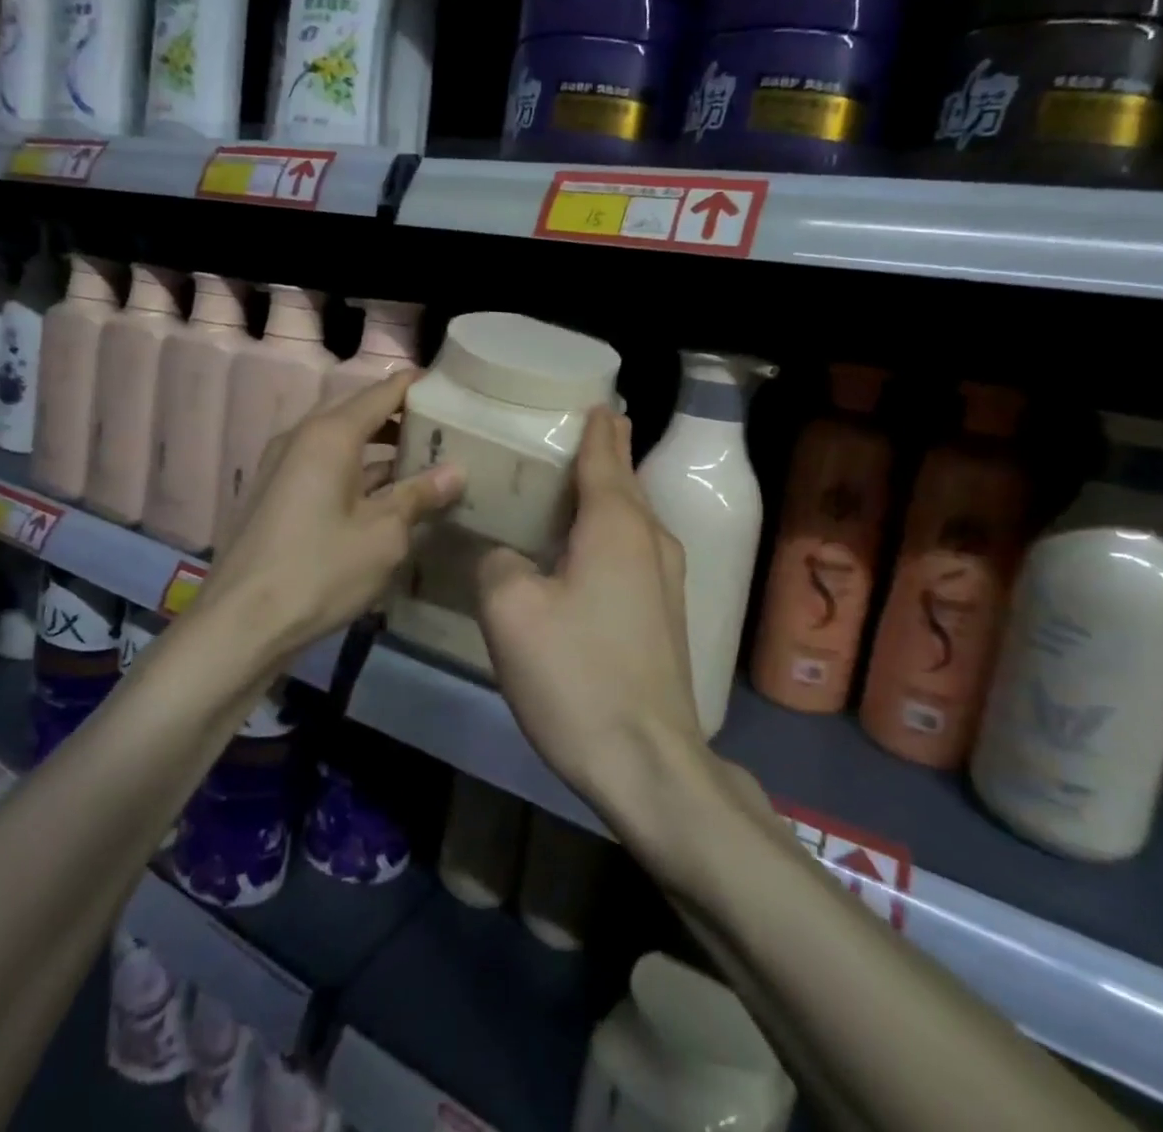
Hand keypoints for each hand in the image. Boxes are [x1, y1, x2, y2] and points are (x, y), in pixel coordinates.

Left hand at [199, 371, 464, 663]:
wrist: (240, 624)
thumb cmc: (320, 570)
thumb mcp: (384, 534)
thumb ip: (420, 494)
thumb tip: (456, 470)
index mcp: (330, 434)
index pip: (383, 392)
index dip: (418, 387)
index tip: (454, 391)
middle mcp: (302, 437)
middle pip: (360, 413)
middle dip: (402, 420)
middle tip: (447, 433)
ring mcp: (283, 465)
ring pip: (342, 442)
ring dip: (381, 450)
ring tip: (425, 465)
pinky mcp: (276, 494)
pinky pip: (324, 467)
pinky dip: (357, 473)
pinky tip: (386, 498)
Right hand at [474, 408, 706, 811]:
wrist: (648, 762)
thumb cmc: (577, 675)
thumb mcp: (512, 611)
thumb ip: (496, 562)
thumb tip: (500, 553)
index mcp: (617, 525)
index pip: (605, 455)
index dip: (596, 426)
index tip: (594, 399)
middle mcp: (651, 540)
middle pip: (624, 481)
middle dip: (604, 453)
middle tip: (574, 430)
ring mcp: (666, 580)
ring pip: (631, 518)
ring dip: (606, 494)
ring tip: (571, 482)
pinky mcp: (664, 615)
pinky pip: (632, 551)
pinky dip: (608, 532)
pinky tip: (581, 547)